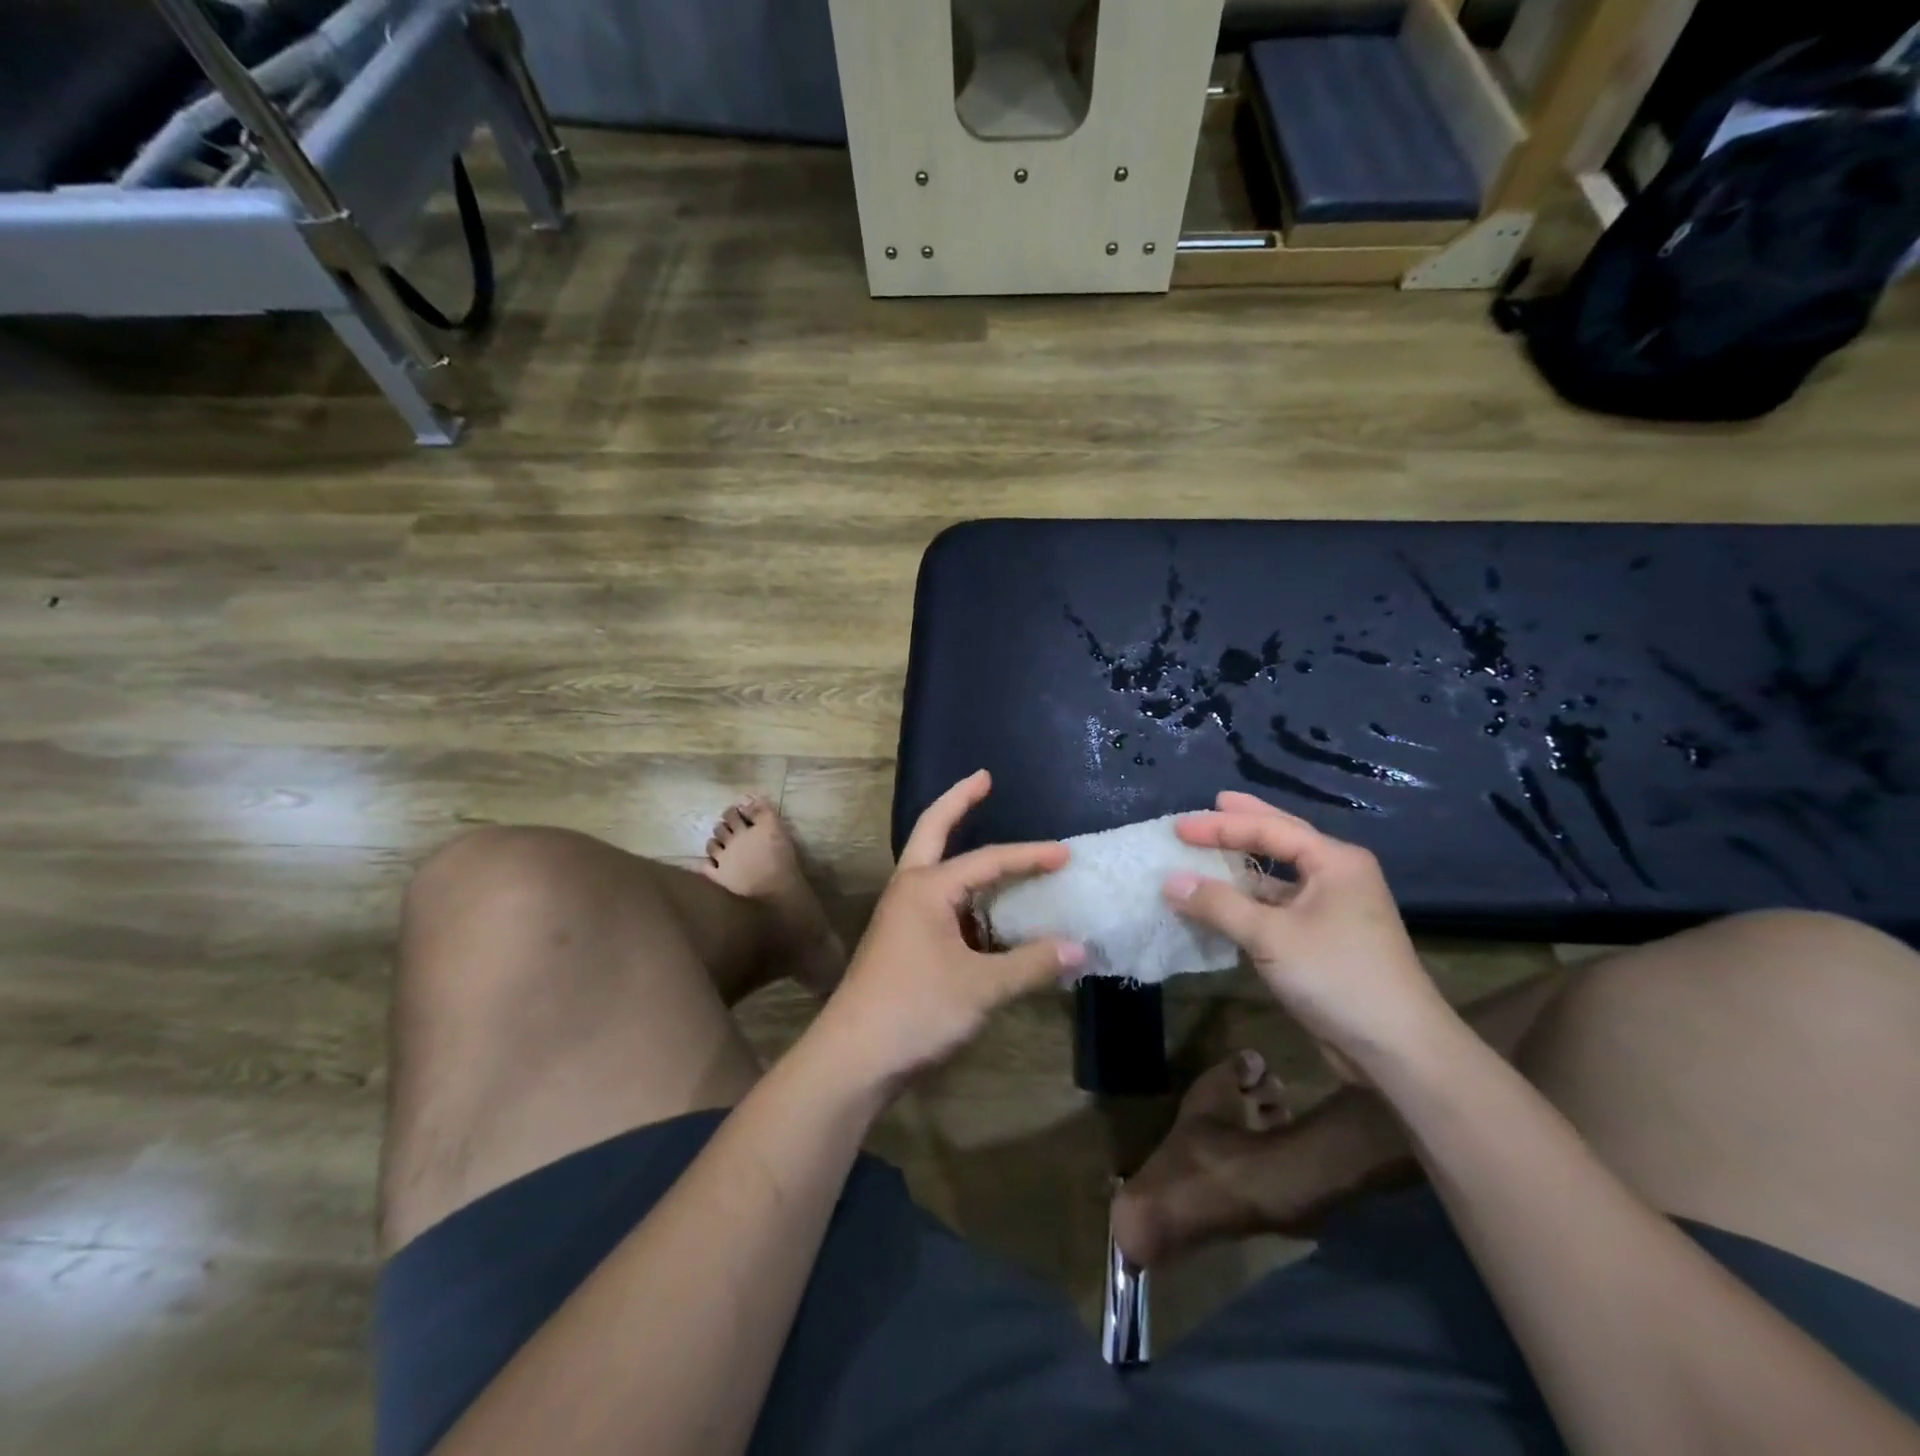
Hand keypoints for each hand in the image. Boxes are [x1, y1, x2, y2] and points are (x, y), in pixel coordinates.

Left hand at [810, 771, 1083, 1092]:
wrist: (852, 1058)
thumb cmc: (914, 1010)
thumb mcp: (981, 988)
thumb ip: (1031, 965)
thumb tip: (1080, 948)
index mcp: (926, 888)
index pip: (988, 860)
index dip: (1030, 856)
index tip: (1066, 854)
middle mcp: (910, 889)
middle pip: (932, 829)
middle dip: (959, 800)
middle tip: (984, 778)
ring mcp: (902, 915)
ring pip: (935, 867)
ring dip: (961, 849)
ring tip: (999, 849)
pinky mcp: (903, 941)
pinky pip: (940, 903)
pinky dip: (966, 897)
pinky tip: (989, 912)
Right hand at [1166, 792, 1460, 1080]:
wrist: (1397, 1049)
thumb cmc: (1337, 976)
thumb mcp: (1270, 937)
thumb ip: (1218, 904)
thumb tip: (1170, 881)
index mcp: (1334, 861)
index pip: (1270, 829)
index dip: (1220, 826)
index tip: (1179, 827)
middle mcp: (1337, 876)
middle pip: (1282, 840)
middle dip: (1245, 824)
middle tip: (1213, 803)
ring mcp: (1333, 909)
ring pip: (1280, 877)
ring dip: (1244, 867)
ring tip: (1209, 852)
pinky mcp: (1325, 940)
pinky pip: (1279, 907)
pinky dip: (1250, 901)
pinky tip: (1224, 903)